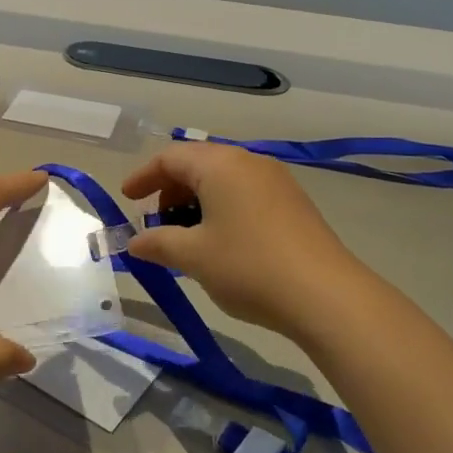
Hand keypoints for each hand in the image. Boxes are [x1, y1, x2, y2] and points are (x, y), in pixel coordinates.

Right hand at [120, 141, 368, 341]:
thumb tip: (134, 243)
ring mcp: (275, 180)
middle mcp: (248, 161)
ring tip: (186, 237)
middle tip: (156, 223)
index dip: (143, 177)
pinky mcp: (293, 202)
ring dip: (197, 201)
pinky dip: (222, 208)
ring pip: (223, 179)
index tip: (126, 200)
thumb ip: (158, 244)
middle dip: (170, 190)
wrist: (326, 295)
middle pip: (198, 163)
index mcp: (220, 164)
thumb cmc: (249, 266)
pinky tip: (221, 242)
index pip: (170, 158)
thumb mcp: (194, 257)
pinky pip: (245, 193)